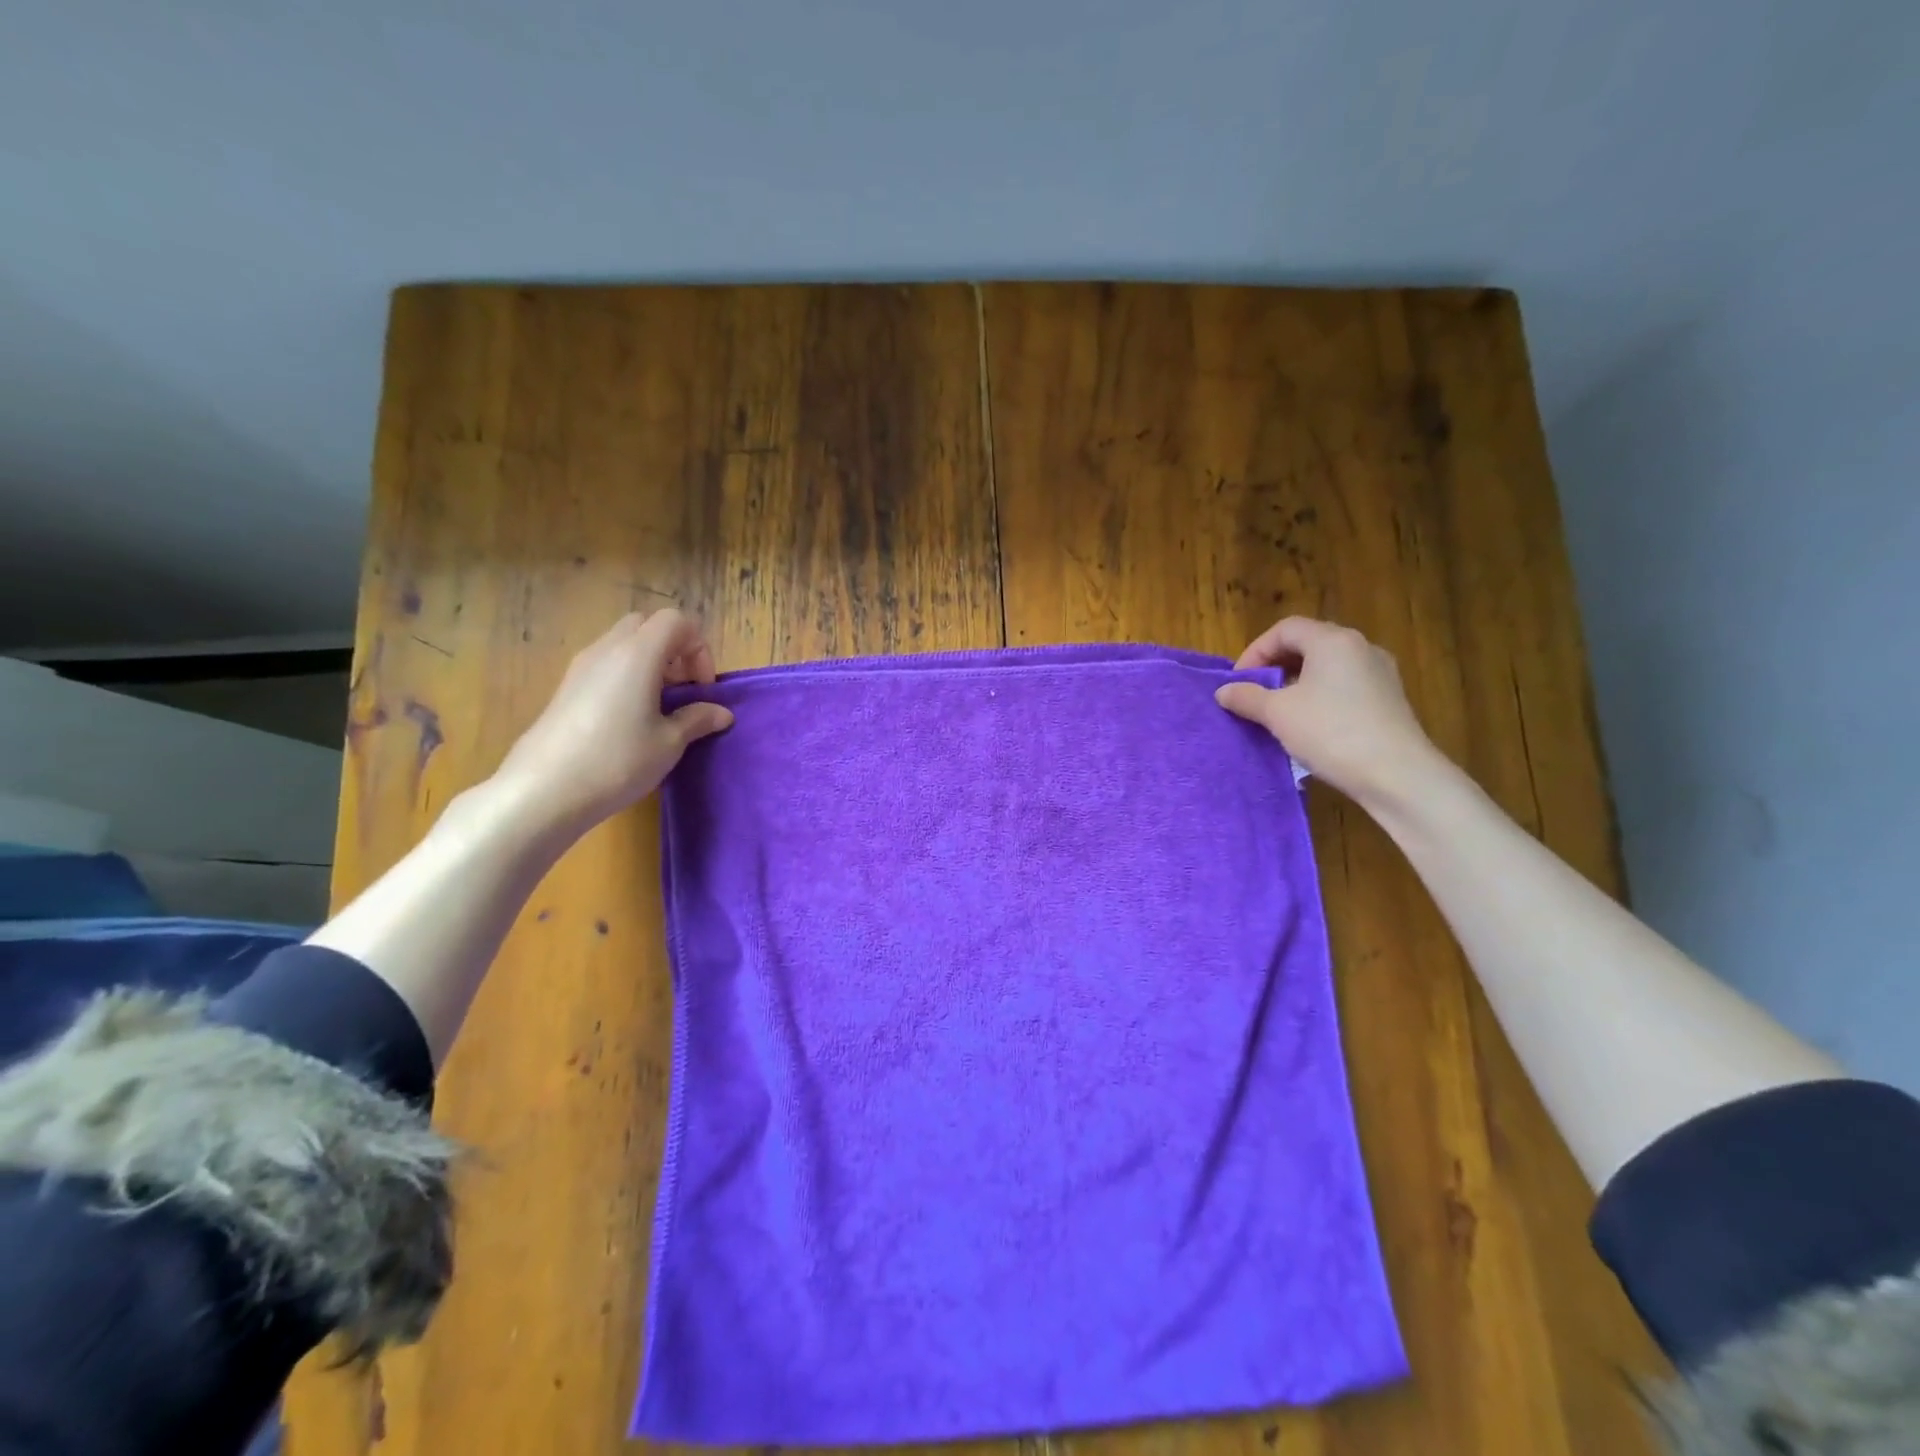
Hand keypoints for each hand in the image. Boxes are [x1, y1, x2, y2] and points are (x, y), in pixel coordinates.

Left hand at [492, 610, 731, 831]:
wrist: (543, 789)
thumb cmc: (617, 760)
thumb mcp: (669, 743)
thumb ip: (698, 719)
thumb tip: (721, 713)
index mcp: (638, 653)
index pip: (677, 621)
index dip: (699, 649)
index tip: (701, 689)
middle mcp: (608, 649)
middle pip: (648, 626)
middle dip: (673, 651)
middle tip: (682, 691)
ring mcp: (582, 666)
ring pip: (624, 644)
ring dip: (650, 665)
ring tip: (658, 708)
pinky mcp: (567, 687)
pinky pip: (606, 664)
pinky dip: (626, 677)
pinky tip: (630, 719)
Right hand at [1215, 617, 1440, 804]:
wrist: (1396, 775)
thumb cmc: (1330, 732)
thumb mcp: (1278, 714)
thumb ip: (1247, 697)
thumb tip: (1223, 691)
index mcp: (1333, 641)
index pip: (1285, 629)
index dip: (1255, 651)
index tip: (1239, 682)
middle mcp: (1360, 647)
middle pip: (1308, 643)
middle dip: (1275, 665)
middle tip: (1254, 693)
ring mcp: (1380, 672)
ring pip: (1327, 666)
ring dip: (1297, 682)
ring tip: (1279, 710)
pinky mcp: (1389, 699)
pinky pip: (1345, 685)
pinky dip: (1320, 695)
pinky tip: (1310, 724)